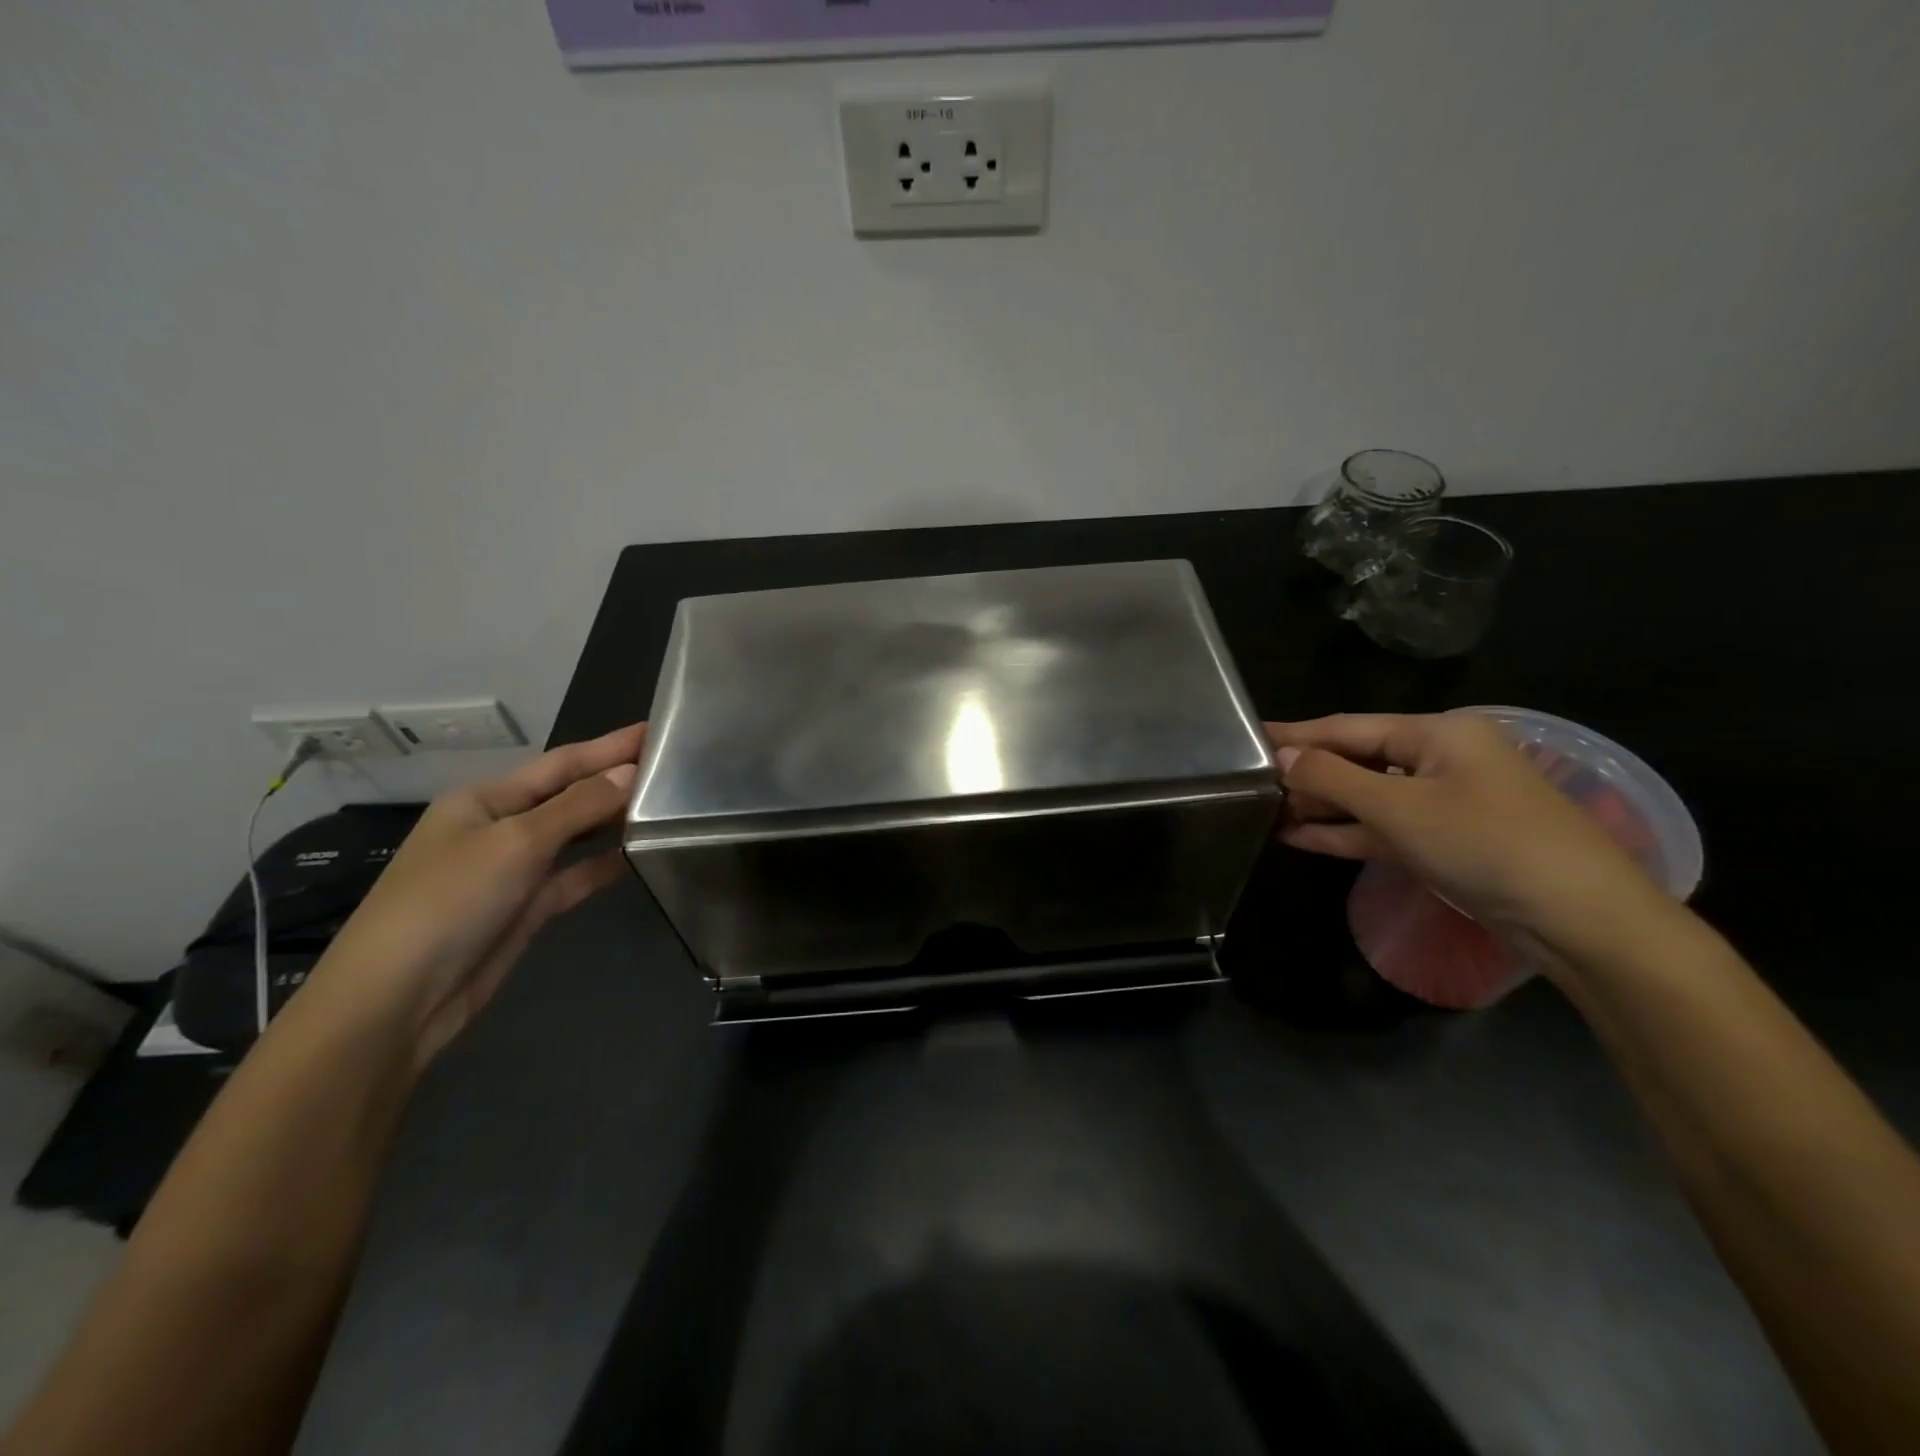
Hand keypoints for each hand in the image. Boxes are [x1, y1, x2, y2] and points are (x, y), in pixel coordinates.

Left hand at [300, 723, 645, 1065]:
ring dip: (614, 821)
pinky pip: (574, 876)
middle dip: (616, 779)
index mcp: (486, 799)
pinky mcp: (526, 907)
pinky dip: (603, 864)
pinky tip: (639, 856)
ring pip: (575, 835)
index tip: (657, 728)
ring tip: (668, 805)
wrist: (398, 1000)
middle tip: (673, 766)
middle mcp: (501, 827)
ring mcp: (513, 869)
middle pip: (569, 795)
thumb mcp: (516, 842)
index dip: (609, 746)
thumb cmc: (449, 902)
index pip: (561, 763)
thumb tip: (630, 772)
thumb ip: (578, 806)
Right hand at [1263, 713, 1665, 952]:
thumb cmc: (1486, 844)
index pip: (1348, 727)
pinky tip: (1300, 837)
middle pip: (1357, 759)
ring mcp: (1445, 802)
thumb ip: (1333, 779)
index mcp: (1438, 733)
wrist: (1580, 919)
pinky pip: (1384, 827)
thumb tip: (1281, 759)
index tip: (1248, 737)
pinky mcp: (1446, 840)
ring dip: (1321, 805)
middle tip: (1249, 781)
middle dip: (1306, 773)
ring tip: (1264, 810)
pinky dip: (1346, 832)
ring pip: (1368, 796)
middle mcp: (1440, 758)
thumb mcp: (1400, 808)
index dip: (1296, 735)